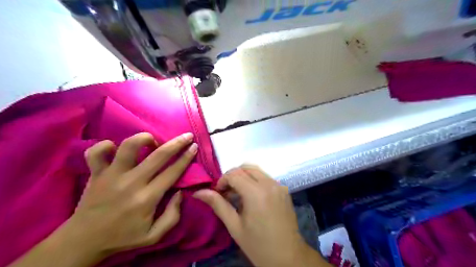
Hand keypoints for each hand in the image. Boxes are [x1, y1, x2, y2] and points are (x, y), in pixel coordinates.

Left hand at [64, 133, 196, 257]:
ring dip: (145, 138)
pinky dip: (106, 145)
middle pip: (159, 155)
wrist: (83, 242)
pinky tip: (115, 149)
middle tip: (187, 136)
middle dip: (177, 143)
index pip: (172, 171)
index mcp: (147, 198)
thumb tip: (180, 192)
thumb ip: (173, 215)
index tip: (194, 146)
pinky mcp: (96, 173)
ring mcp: (111, 175)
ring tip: (152, 142)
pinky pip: (97, 152)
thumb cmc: (123, 237)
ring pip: (129, 146)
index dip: (186, 157)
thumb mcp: (154, 235)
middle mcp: (131, 182)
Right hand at [192, 165, 326, 266]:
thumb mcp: (235, 226)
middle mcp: (269, 183)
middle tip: (226, 192)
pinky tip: (251, 197)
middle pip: (246, 168)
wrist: (288, 256)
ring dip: (244, 177)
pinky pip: (266, 177)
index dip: (222, 180)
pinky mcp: (284, 189)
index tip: (217, 193)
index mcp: (256, 193)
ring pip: (257, 170)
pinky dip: (255, 181)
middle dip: (233, 176)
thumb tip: (198, 192)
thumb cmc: (258, 245)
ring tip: (237, 194)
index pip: (234, 174)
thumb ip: (218, 205)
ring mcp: (279, 185)